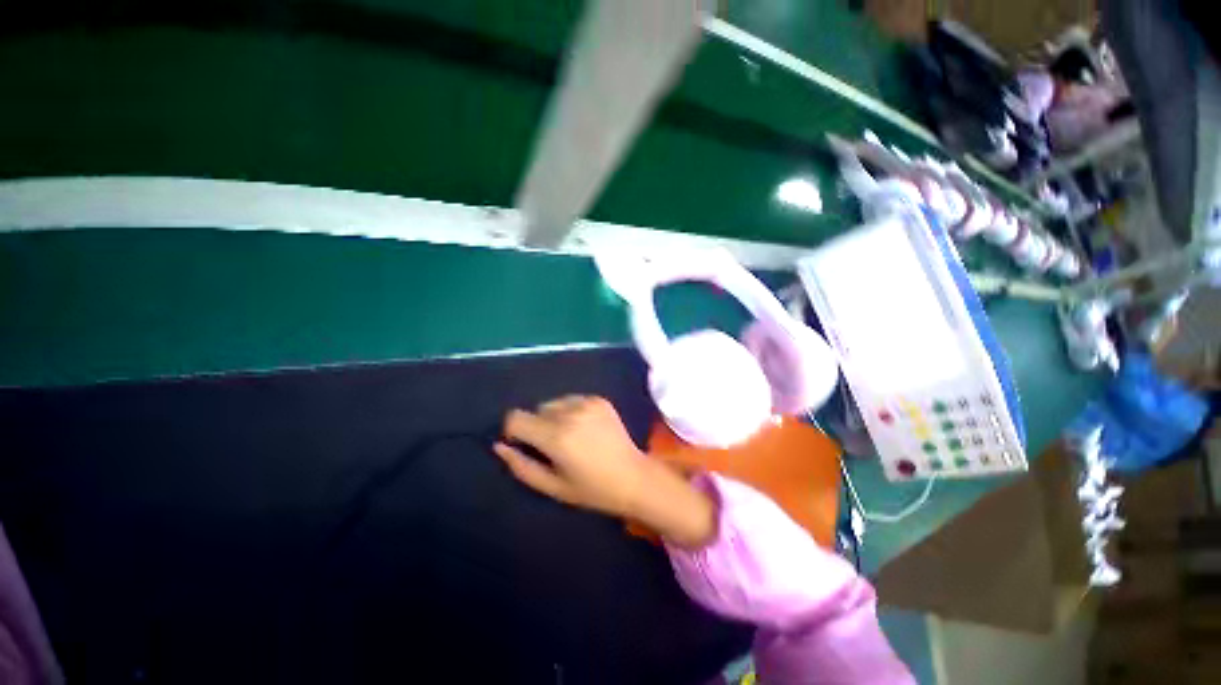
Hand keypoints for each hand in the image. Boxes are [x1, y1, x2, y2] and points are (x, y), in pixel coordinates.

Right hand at [494, 396, 716, 547]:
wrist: (634, 477)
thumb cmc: (592, 489)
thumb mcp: (552, 487)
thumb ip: (522, 466)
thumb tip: (500, 446)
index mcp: (556, 436)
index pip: (516, 418)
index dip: (514, 431)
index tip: (525, 445)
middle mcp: (569, 412)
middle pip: (536, 409)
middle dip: (537, 425)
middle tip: (554, 447)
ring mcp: (587, 402)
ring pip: (554, 403)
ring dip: (554, 417)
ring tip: (571, 436)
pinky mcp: (600, 399)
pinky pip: (573, 399)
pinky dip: (571, 411)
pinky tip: (586, 428)